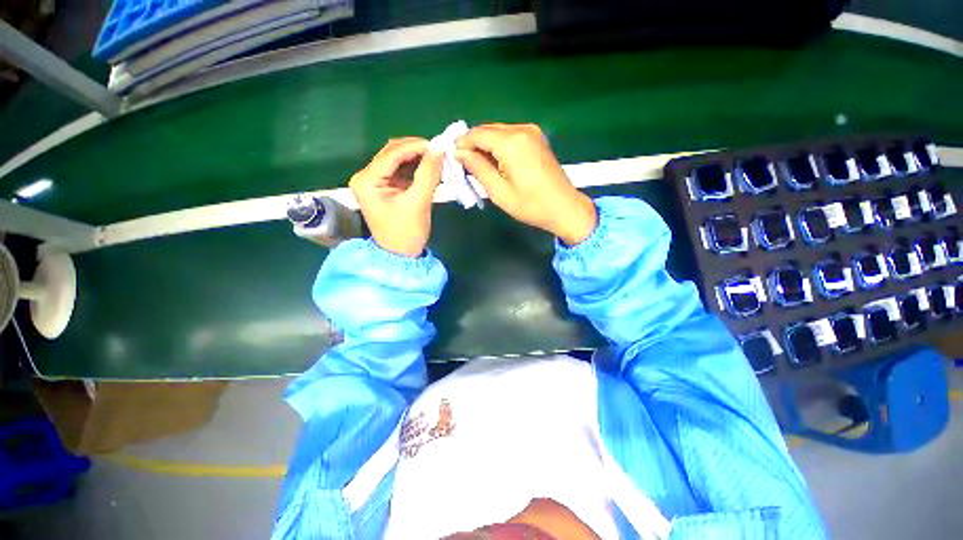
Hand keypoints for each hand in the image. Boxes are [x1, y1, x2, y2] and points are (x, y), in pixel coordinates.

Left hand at [350, 138, 443, 256]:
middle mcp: (366, 176)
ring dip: (418, 159)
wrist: (400, 256)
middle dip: (417, 150)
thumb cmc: (406, 233)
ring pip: (398, 160)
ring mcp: (375, 181)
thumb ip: (428, 174)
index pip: (391, 153)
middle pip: (393, 153)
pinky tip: (431, 170)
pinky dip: (417, 169)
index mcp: (367, 180)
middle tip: (440, 152)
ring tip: (438, 161)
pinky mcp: (386, 187)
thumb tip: (439, 149)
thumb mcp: (418, 202)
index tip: (439, 145)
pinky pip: (402, 171)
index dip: (416, 146)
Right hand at [455, 123, 596, 244]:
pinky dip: (499, 146)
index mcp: (511, 143)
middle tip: (465, 164)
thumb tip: (460, 153)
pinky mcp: (537, 138)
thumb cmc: (530, 205)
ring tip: (479, 166)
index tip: (453, 157)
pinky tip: (496, 162)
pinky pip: (510, 136)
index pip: (478, 134)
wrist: (564, 208)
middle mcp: (522, 130)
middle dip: (473, 144)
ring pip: (498, 132)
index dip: (462, 143)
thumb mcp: (499, 191)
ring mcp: (532, 132)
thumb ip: (478, 168)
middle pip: (488, 130)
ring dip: (486, 145)